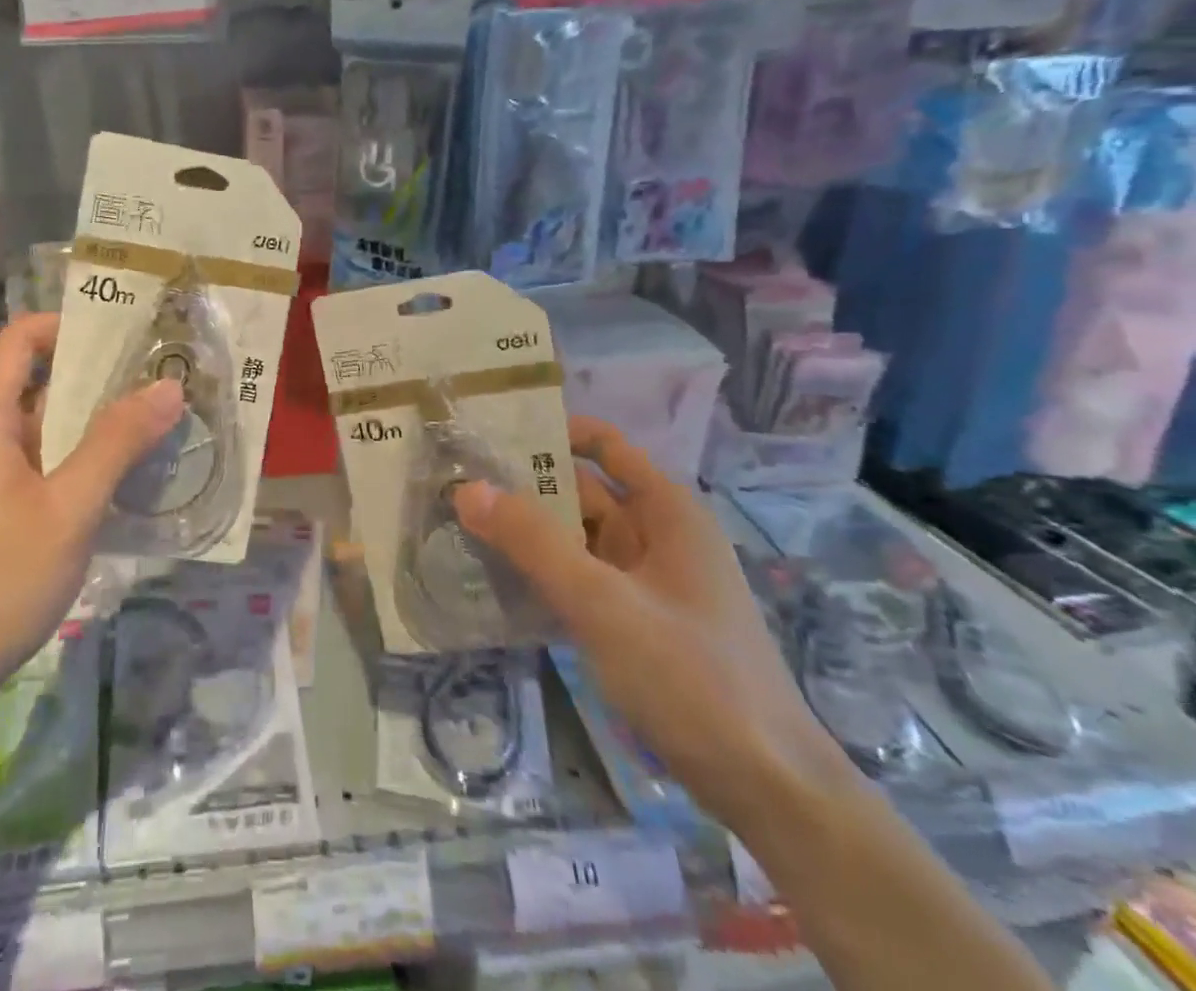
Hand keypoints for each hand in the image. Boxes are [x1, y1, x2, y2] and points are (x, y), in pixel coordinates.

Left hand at [0, 313, 184, 714]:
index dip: (71, 324)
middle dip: (101, 373)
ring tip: (161, 414)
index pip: (23, 340)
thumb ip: (117, 443)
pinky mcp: (1, 505)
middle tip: (164, 373)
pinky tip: (131, 470)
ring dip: (99, 418)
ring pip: (49, 424)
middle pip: (42, 379)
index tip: (129, 330)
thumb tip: (168, 385)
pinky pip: (47, 460)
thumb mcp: (69, 509)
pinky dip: (86, 455)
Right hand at [453, 417, 850, 831]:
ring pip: (576, 538)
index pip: (604, 445)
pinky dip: (542, 571)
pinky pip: (579, 579)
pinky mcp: (635, 622)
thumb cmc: (692, 678)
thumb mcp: (603, 603)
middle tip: (452, 480)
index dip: (552, 431)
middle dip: (524, 485)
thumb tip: (466, 487)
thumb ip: (533, 542)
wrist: (768, 789)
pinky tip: (495, 577)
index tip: (490, 432)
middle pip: (582, 491)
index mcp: (667, 511)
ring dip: (528, 531)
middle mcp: (657, 536)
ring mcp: (646, 582)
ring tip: (459, 521)